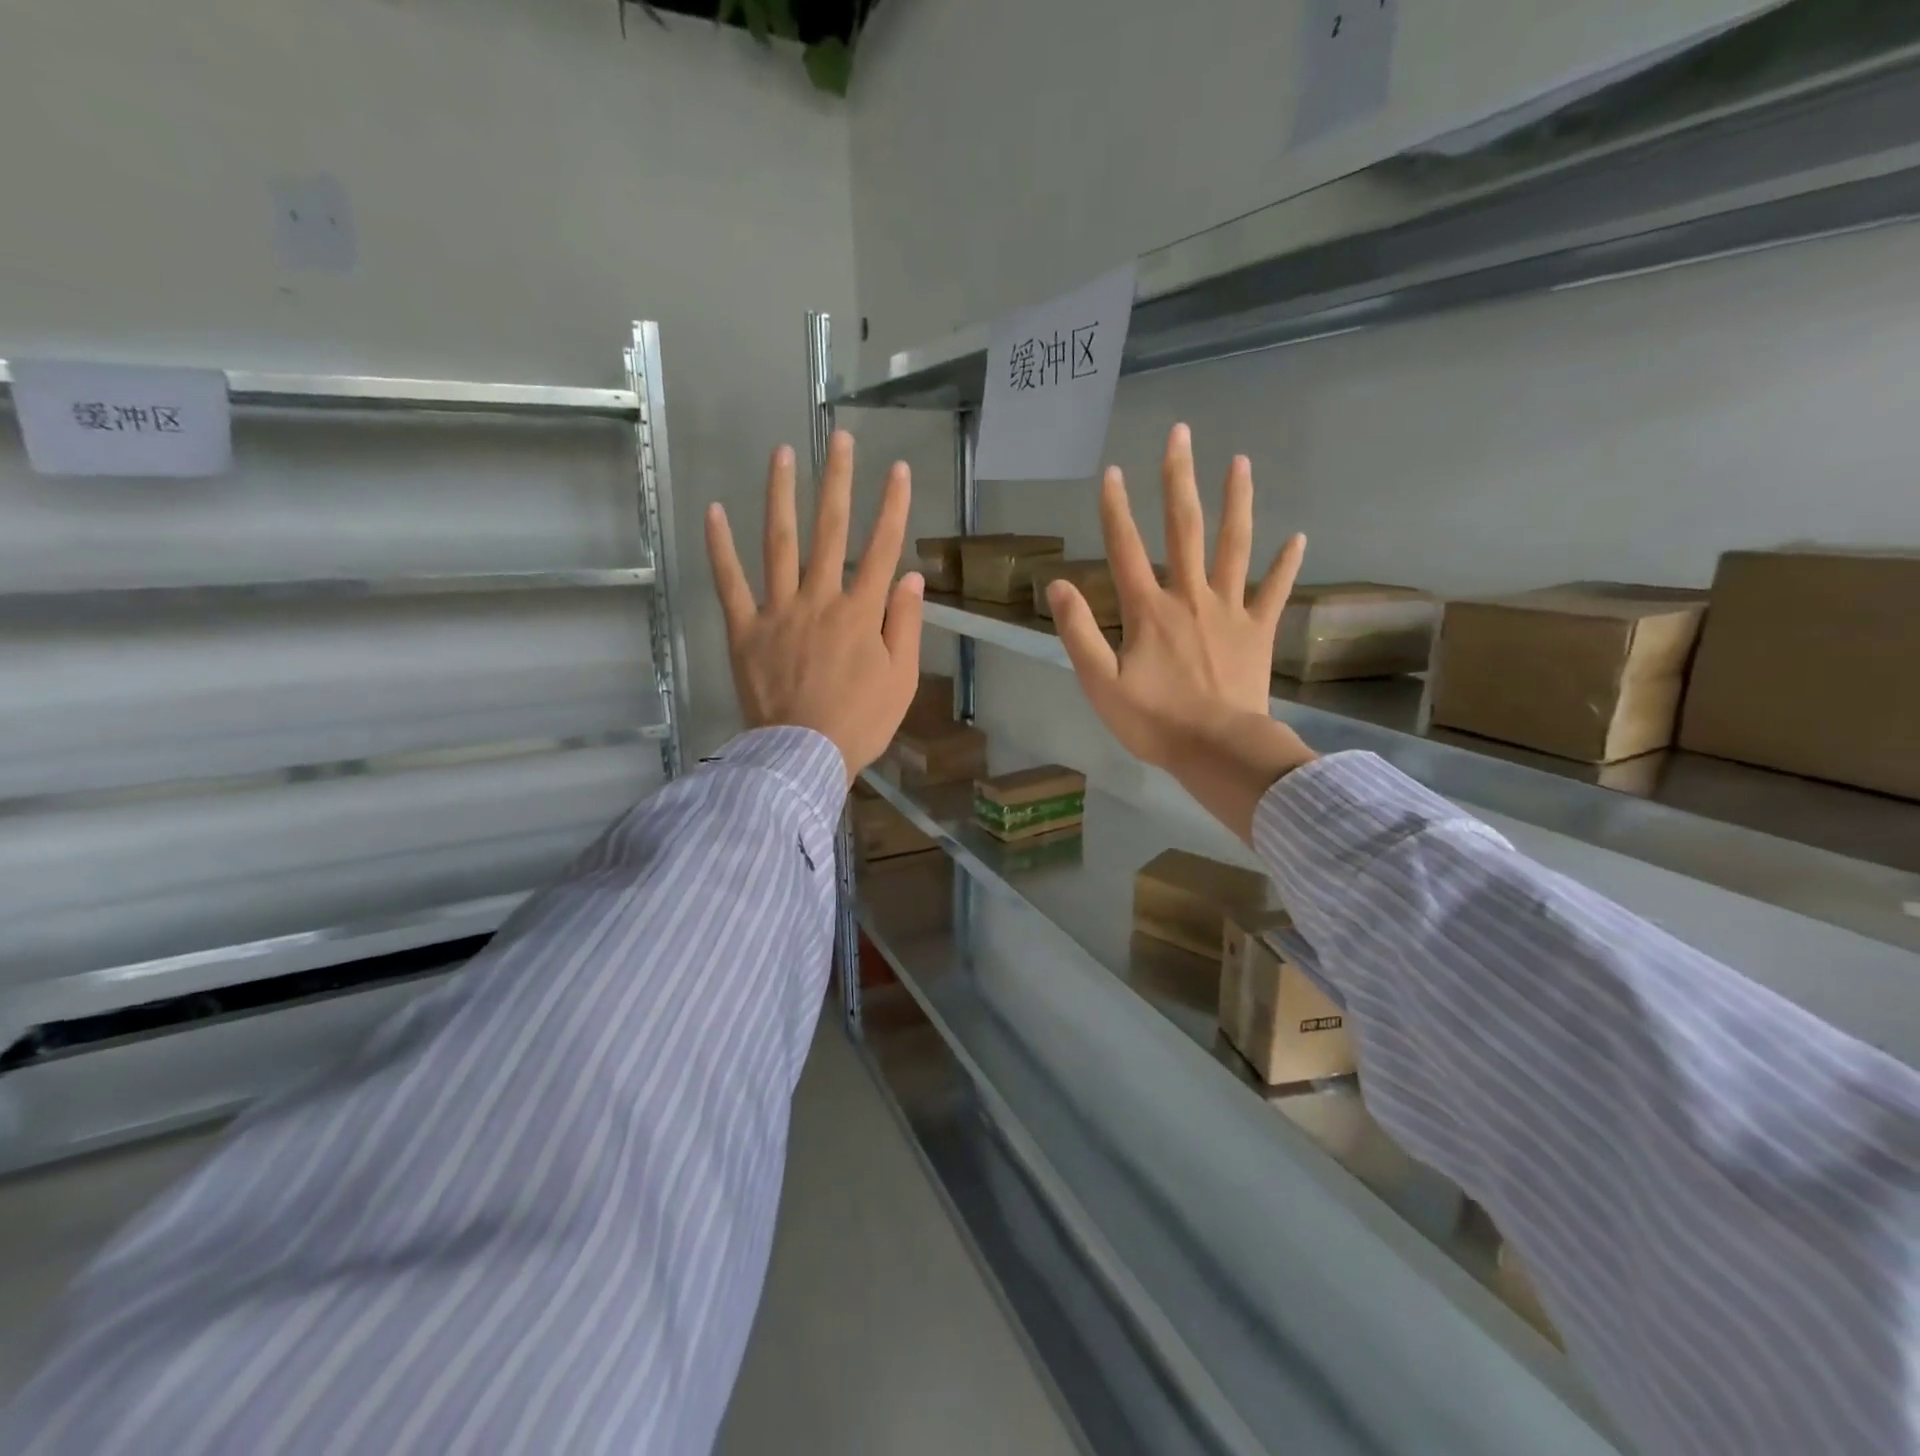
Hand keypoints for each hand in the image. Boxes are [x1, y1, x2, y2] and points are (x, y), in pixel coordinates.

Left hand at [705, 431, 923, 781]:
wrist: (803, 756)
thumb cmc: (860, 723)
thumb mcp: (901, 680)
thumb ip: (906, 626)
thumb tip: (911, 578)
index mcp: (860, 613)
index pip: (882, 549)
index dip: (892, 507)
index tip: (898, 469)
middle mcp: (819, 599)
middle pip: (831, 531)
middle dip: (839, 482)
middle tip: (841, 438)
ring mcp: (778, 611)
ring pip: (779, 543)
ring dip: (781, 495)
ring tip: (783, 453)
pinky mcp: (744, 630)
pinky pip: (729, 583)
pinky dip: (720, 547)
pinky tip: (714, 511)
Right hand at [1048, 423, 1315, 839]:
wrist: (1217, 749)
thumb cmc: (1154, 722)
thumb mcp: (1101, 683)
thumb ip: (1079, 632)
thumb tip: (1059, 584)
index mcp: (1149, 611)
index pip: (1126, 550)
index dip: (1116, 510)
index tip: (1113, 471)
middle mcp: (1189, 598)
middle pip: (1183, 530)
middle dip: (1179, 480)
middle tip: (1181, 434)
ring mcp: (1229, 611)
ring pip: (1234, 547)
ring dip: (1236, 503)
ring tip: (1240, 462)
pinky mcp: (1258, 631)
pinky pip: (1275, 591)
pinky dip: (1287, 565)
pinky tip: (1299, 538)